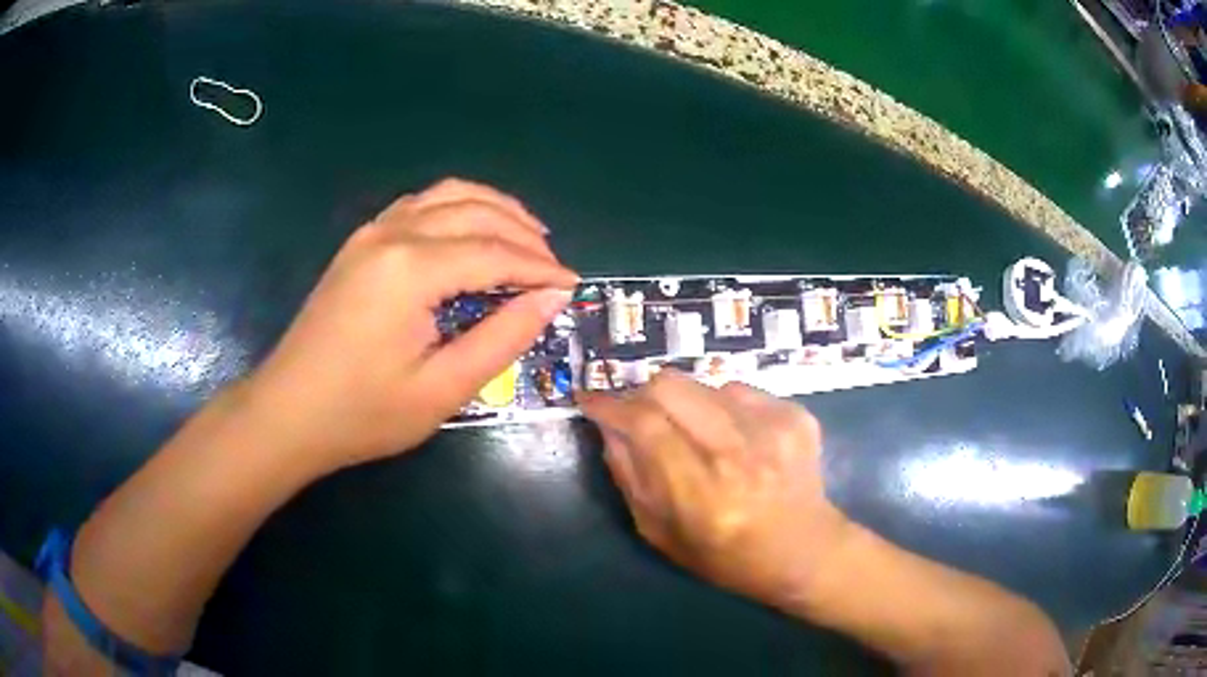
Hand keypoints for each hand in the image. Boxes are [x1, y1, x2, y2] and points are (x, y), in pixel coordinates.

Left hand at [243, 178, 577, 474]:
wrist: (288, 412)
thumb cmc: (362, 413)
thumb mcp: (441, 389)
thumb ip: (502, 338)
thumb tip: (551, 298)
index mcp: (411, 269)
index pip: (495, 253)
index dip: (539, 269)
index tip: (573, 287)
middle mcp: (393, 233)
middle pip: (476, 212)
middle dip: (524, 234)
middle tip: (553, 268)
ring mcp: (372, 232)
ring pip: (448, 195)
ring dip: (494, 209)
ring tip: (527, 237)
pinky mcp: (360, 242)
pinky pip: (421, 204)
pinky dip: (458, 208)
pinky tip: (472, 232)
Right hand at [579, 371, 853, 609]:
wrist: (803, 550)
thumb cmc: (725, 556)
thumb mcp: (660, 533)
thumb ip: (629, 476)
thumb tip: (608, 426)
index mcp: (702, 494)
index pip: (644, 425)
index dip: (609, 405)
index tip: (589, 399)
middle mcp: (739, 454)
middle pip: (671, 386)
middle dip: (642, 394)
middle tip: (639, 414)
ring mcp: (773, 428)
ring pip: (702, 383)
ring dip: (685, 403)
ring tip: (696, 436)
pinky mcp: (795, 415)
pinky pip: (738, 390)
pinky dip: (721, 407)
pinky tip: (734, 438)